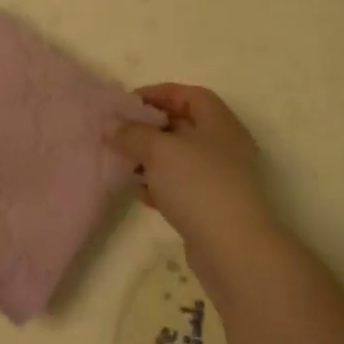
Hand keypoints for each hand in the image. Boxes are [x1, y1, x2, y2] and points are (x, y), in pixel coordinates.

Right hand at [106, 84, 284, 273]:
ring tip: (124, 163)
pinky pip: (181, 187)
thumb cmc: (198, 185)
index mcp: (219, 123)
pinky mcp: (211, 207)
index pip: (190, 95)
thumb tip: (110, 124)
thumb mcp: (158, 150)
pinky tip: (140, 193)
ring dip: (151, 158)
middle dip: (150, 127)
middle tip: (119, 132)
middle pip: (183, 126)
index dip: (159, 93)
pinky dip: (160, 185)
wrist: (233, 249)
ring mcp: (220, 179)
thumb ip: (132, 133)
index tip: (128, 103)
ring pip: (180, 159)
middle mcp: (224, 147)